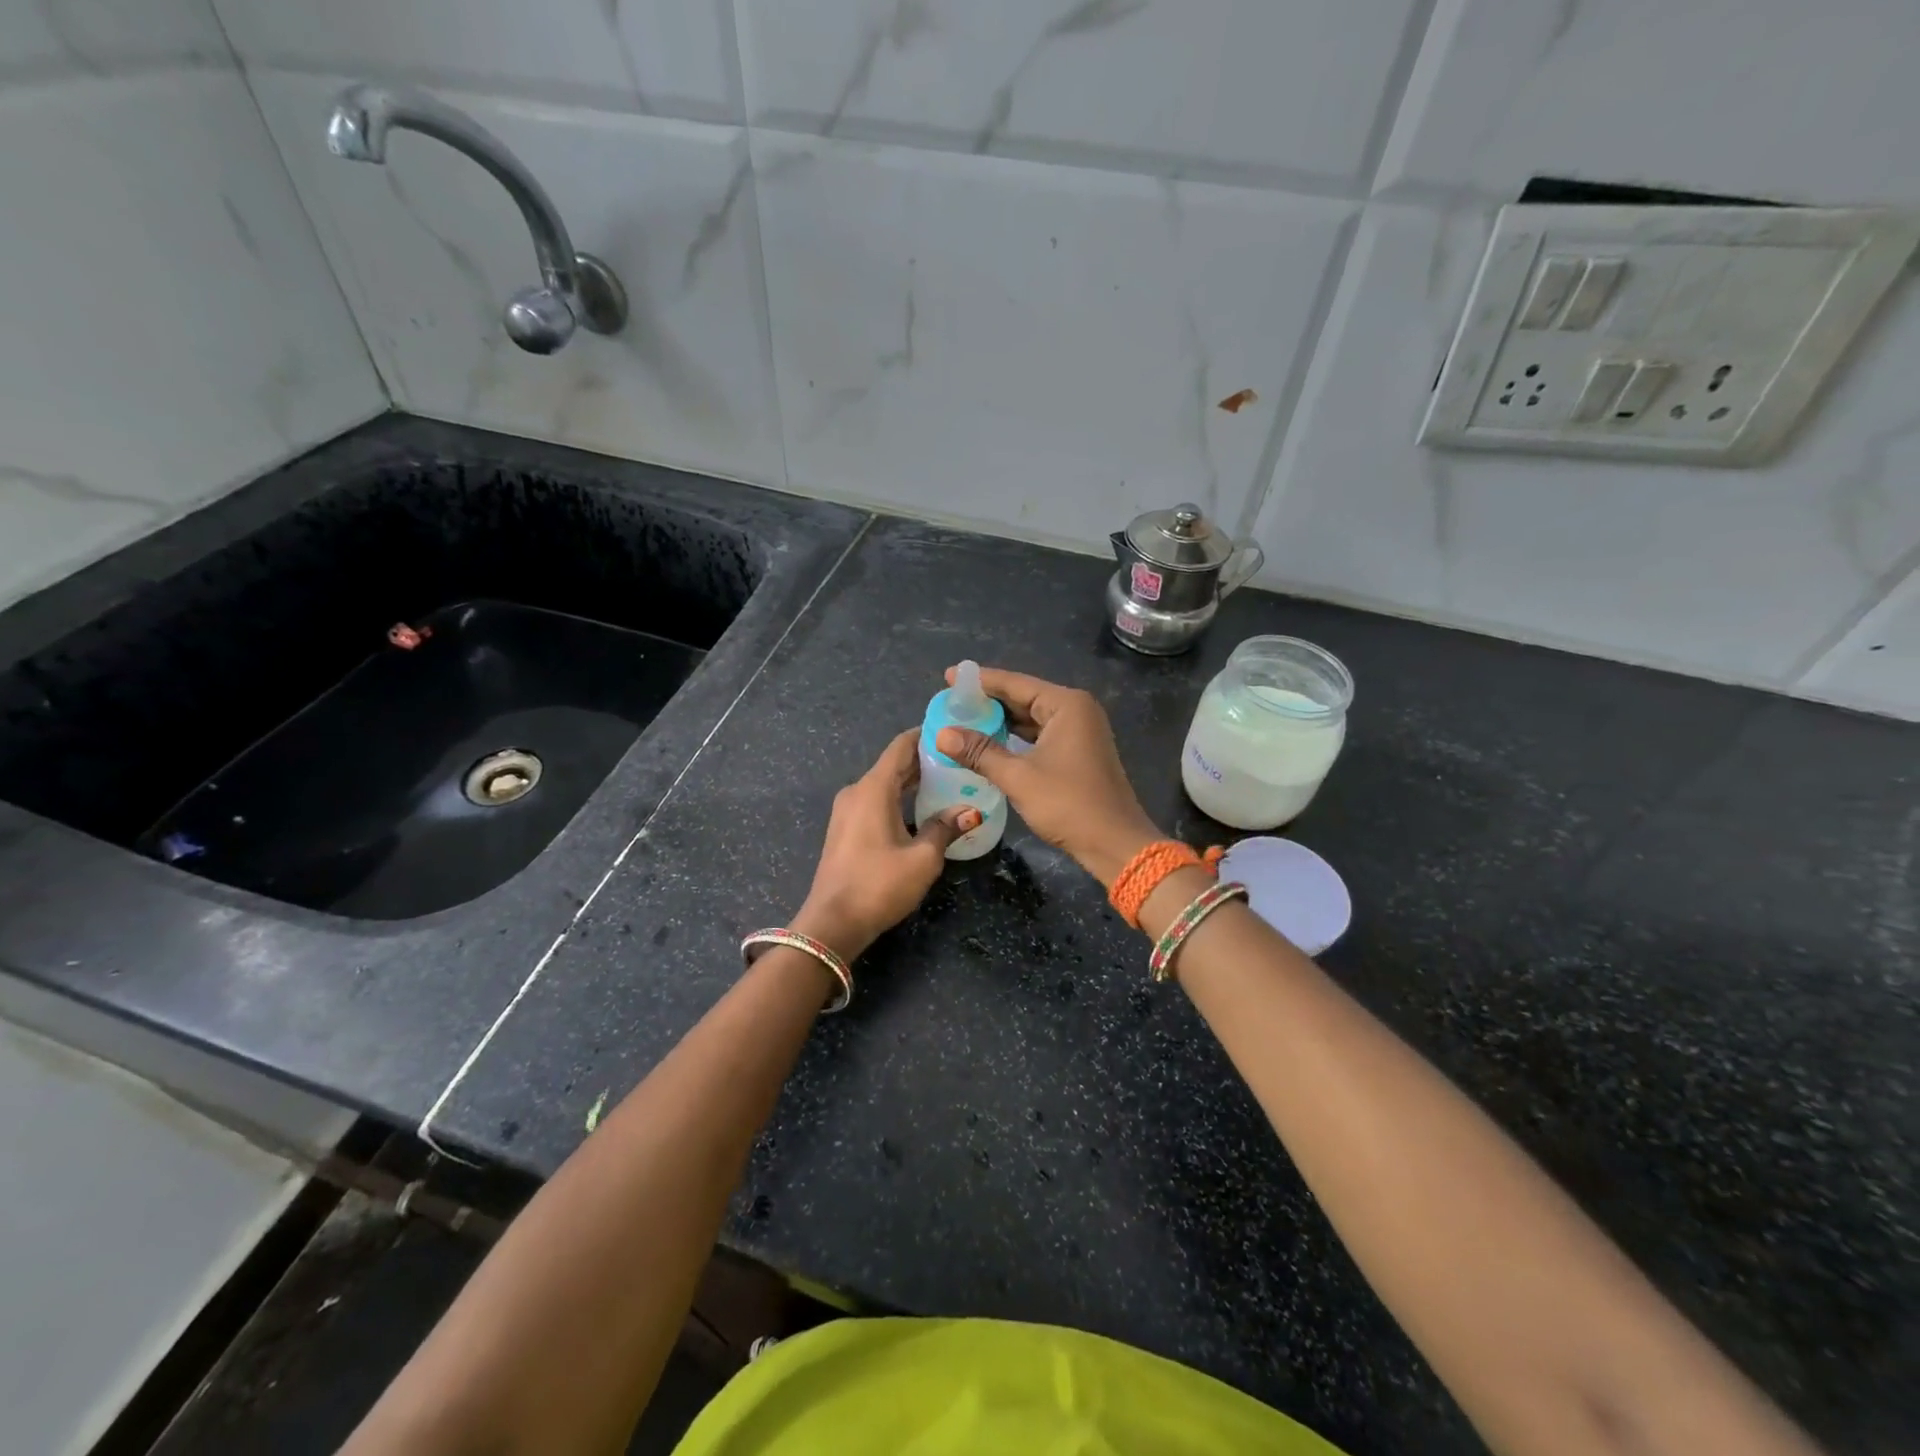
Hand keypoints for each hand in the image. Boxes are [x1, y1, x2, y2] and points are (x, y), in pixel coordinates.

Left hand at [791, 729, 979, 961]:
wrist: (832, 924)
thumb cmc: (879, 885)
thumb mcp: (922, 859)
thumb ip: (945, 828)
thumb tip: (971, 811)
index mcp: (873, 789)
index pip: (901, 746)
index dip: (926, 734)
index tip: (953, 730)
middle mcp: (857, 791)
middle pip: (894, 764)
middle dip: (925, 760)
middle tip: (961, 760)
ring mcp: (846, 811)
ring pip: (884, 784)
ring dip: (912, 782)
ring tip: (948, 782)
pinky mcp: (845, 829)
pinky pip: (875, 801)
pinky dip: (898, 798)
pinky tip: (921, 810)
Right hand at [935, 666, 1160, 886]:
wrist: (1114, 843)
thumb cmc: (1068, 804)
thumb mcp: (1018, 777)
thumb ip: (980, 752)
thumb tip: (942, 734)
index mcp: (1066, 705)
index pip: (1015, 683)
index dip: (980, 681)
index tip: (949, 677)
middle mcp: (1076, 710)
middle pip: (1024, 697)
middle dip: (988, 701)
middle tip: (951, 701)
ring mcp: (1081, 731)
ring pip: (1032, 717)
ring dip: (1001, 720)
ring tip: (964, 720)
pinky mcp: (1079, 752)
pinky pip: (1041, 734)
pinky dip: (1016, 737)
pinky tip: (991, 743)